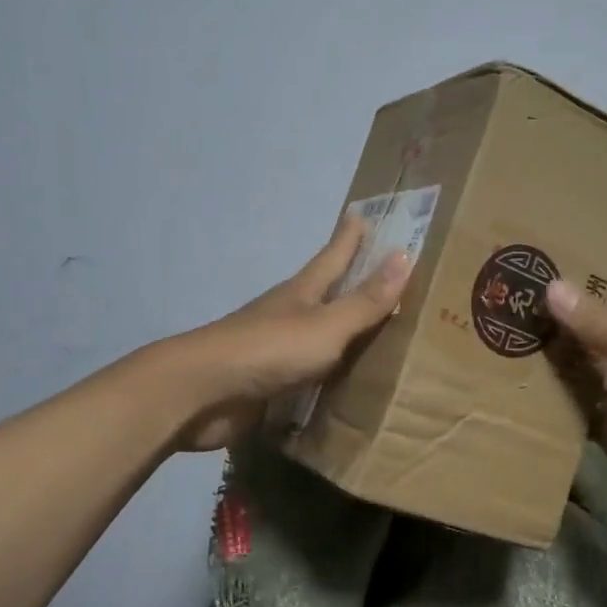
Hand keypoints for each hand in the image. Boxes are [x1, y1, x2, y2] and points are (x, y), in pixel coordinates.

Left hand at [167, 215, 411, 451]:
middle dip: (348, 279)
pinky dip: (328, 369)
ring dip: (339, 326)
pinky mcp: (268, 381)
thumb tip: (404, 256)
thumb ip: (365, 301)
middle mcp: (289, 314)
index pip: (332, 256)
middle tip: (379, 270)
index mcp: (302, 292)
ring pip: (316, 330)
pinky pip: (308, 370)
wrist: (202, 393)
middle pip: (323, 290)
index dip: (349, 237)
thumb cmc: (269, 349)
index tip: (361, 213)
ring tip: (372, 328)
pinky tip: (344, 379)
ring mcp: (275, 348)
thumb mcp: (326, 325)